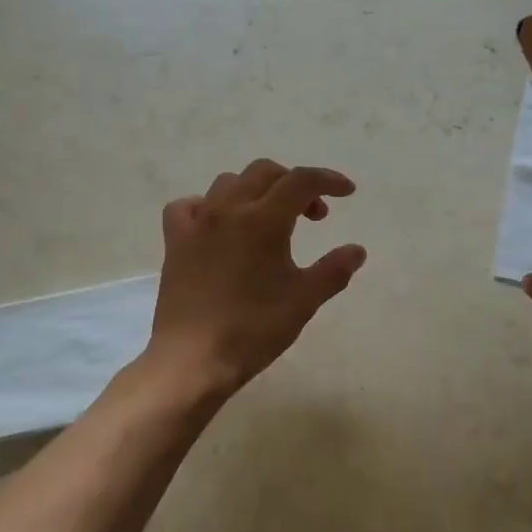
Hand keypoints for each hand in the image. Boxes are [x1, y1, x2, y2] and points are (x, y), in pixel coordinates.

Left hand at [146, 160, 366, 402]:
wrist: (193, 358)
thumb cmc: (254, 328)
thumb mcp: (304, 300)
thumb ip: (334, 270)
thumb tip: (357, 250)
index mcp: (264, 219)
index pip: (302, 180)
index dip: (329, 180)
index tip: (348, 192)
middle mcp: (229, 209)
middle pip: (265, 172)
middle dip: (294, 184)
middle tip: (313, 215)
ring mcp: (198, 223)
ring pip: (228, 183)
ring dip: (256, 190)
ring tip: (270, 218)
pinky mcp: (175, 241)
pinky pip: (189, 206)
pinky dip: (208, 206)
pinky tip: (217, 225)